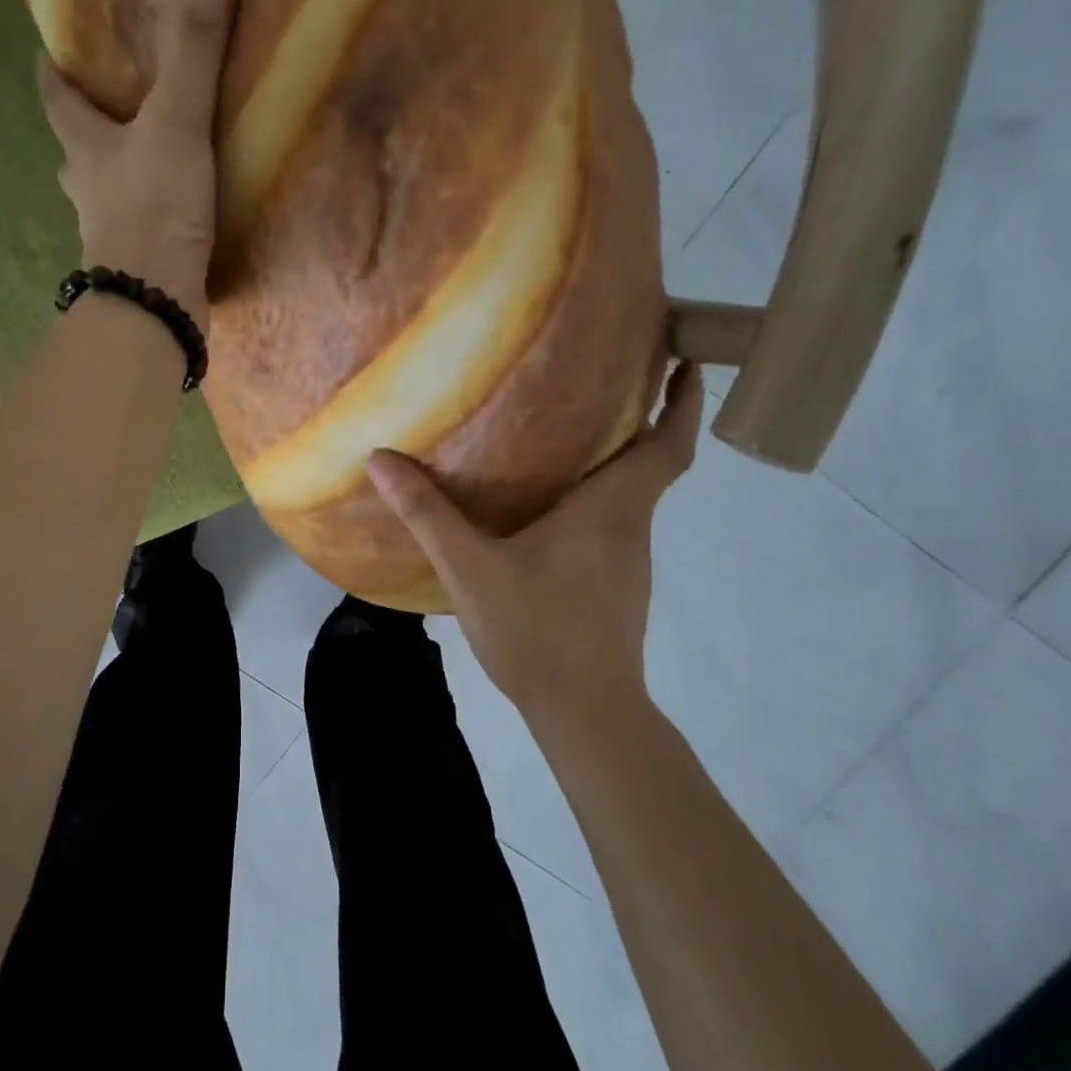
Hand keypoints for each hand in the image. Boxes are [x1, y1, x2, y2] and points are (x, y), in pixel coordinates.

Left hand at [37, 0, 239, 331]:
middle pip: (77, 143)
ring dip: (121, 170)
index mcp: (83, 144)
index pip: (55, 94)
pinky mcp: (138, 264)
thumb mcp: (175, 118)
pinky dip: (152, 212)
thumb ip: (193, 37)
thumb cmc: (153, 209)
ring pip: (106, 189)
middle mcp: (87, 187)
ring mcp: (108, 231)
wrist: (155, 305)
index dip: (54, 68)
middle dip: (89, 120)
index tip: (57, 45)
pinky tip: (178, 210)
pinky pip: (140, 225)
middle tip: (117, 96)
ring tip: (152, 150)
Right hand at [367, 362, 703, 730]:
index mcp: (611, 510)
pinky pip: (612, 523)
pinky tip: (550, 505)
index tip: (688, 357)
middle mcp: (631, 527)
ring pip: (632, 494)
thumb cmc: (537, 632)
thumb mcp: (470, 569)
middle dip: (643, 415)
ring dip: (616, 457)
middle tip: (608, 374)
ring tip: (569, 430)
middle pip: (651, 462)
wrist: (585, 713)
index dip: (684, 401)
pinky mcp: (615, 584)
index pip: (668, 445)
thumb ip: (427, 514)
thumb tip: (381, 459)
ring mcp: (628, 560)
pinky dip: (596, 497)